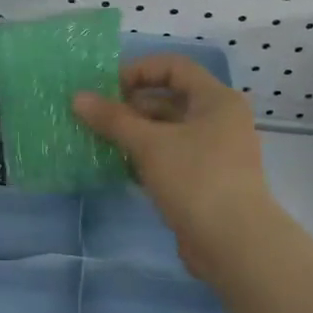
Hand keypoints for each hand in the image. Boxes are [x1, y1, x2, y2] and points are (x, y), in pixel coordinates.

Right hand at [74, 54, 279, 283]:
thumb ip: (113, 119)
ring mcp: (215, 153)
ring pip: (169, 131)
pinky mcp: (206, 181)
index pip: (174, 67)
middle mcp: (220, 120)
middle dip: (131, 105)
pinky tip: (118, 166)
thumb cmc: (195, 179)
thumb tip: (77, 97)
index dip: (139, 70)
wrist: (235, 245)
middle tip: (97, 116)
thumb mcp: (149, 144)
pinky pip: (172, 157)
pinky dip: (146, 157)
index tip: (107, 87)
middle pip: (170, 99)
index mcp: (216, 99)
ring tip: (101, 140)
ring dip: (136, 133)